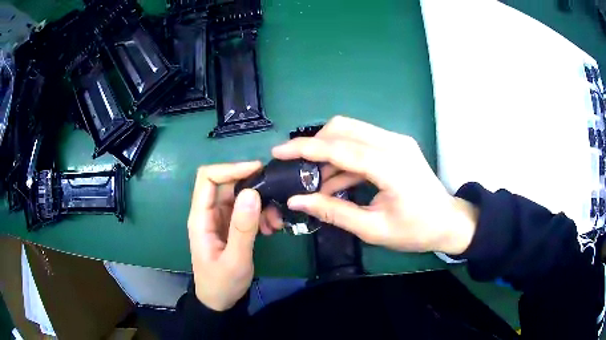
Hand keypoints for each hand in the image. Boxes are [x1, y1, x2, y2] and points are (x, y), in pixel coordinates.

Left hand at [187, 161, 262, 310]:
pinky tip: (271, 228)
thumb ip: (242, 228)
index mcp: (201, 218)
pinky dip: (261, 214)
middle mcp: (209, 213)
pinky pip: (247, 210)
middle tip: (275, 197)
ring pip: (240, 196)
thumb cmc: (222, 283)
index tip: (258, 170)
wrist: (220, 301)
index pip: (208, 178)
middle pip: (227, 184)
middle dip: (252, 186)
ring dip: (260, 203)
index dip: (230, 168)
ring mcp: (220, 219)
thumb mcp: (235, 260)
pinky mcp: (231, 226)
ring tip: (275, 222)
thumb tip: (252, 193)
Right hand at [270, 116, 478, 254]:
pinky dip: (343, 158)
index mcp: (390, 166)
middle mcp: (393, 144)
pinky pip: (362, 143)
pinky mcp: (396, 145)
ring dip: (328, 153)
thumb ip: (333, 211)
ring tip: (316, 183)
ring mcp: (397, 141)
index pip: (339, 148)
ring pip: (351, 132)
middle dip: (315, 145)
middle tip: (298, 170)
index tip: (278, 152)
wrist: (449, 222)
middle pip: (343, 128)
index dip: (305, 148)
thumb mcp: (373, 229)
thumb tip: (297, 200)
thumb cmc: (416, 230)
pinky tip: (335, 182)